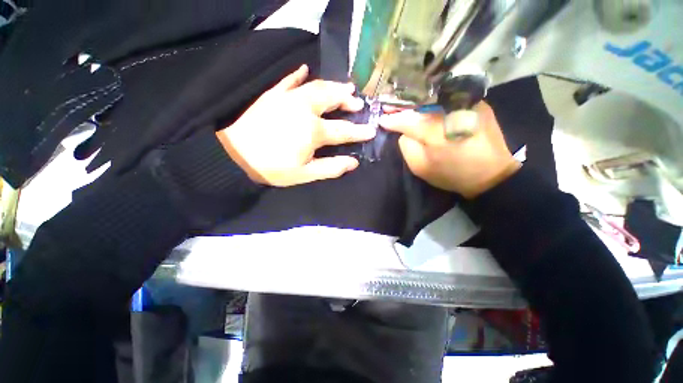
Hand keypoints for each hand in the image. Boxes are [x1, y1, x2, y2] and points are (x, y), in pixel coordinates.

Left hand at [216, 65, 376, 186]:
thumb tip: (353, 162)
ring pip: (315, 86)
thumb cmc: (273, 168)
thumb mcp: (305, 174)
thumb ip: (331, 167)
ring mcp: (287, 98)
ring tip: (344, 87)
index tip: (371, 130)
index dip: (359, 131)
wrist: (236, 156)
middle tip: (357, 102)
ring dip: (332, 86)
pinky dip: (298, 74)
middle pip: (331, 99)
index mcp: (313, 131)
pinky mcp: (273, 95)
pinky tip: (304, 69)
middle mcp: (304, 109)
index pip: (343, 130)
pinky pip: (288, 80)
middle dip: (347, 101)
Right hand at [379, 102, 520, 198]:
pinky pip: (450, 98)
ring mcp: (467, 104)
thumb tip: (403, 132)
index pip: (407, 121)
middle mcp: (451, 112)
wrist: (490, 174)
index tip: (381, 119)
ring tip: (404, 105)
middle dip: (402, 106)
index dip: (393, 120)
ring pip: (434, 98)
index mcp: (436, 132)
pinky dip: (434, 100)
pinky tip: (426, 105)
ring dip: (417, 102)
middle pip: (420, 105)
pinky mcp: (477, 103)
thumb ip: (407, 147)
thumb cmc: (451, 174)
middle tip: (388, 107)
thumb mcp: (421, 167)